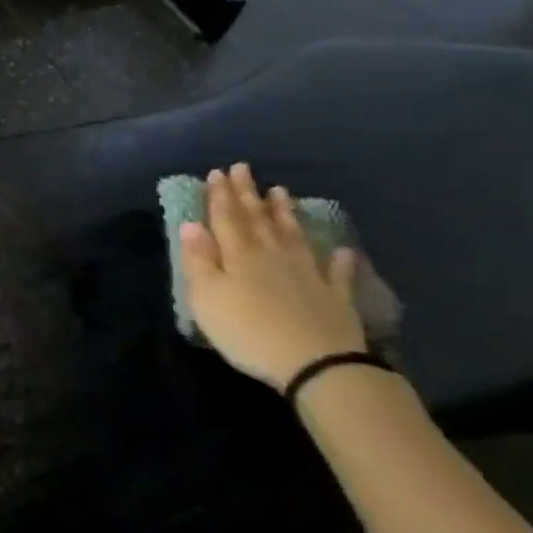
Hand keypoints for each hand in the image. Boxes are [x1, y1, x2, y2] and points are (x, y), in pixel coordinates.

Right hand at [179, 163, 366, 392]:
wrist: (315, 363)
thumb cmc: (246, 330)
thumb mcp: (205, 297)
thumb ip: (197, 260)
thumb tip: (191, 224)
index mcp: (239, 254)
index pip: (226, 217)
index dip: (220, 195)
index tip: (217, 172)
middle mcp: (273, 254)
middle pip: (258, 219)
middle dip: (248, 193)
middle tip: (243, 169)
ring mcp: (308, 273)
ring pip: (293, 235)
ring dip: (285, 213)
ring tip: (281, 192)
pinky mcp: (335, 296)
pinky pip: (336, 271)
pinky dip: (337, 258)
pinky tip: (340, 249)